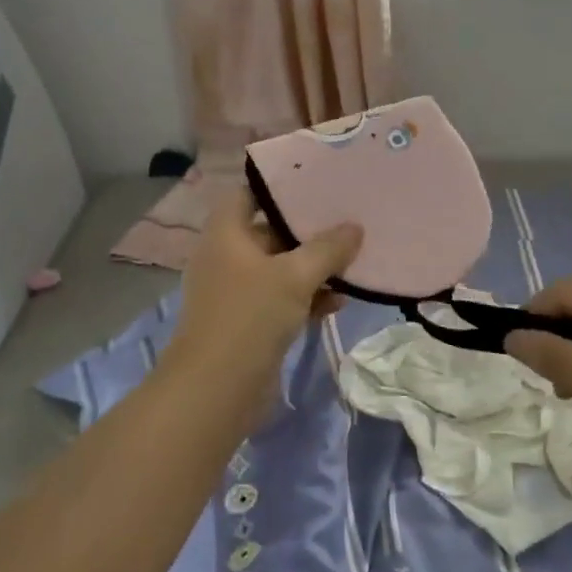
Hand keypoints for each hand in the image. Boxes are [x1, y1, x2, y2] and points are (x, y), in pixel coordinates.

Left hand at [164, 187, 361, 395]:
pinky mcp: (251, 322)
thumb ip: (328, 249)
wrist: (216, 389)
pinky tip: (340, 300)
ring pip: (281, 268)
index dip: (278, 186)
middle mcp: (228, 256)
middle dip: (307, 229)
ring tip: (352, 261)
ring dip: (313, 267)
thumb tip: (355, 228)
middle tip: (347, 218)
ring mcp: (238, 291)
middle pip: (270, 231)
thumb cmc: (250, 316)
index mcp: (226, 233)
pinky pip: (283, 299)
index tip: (315, 182)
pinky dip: (308, 297)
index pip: (249, 193)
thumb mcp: (295, 276)